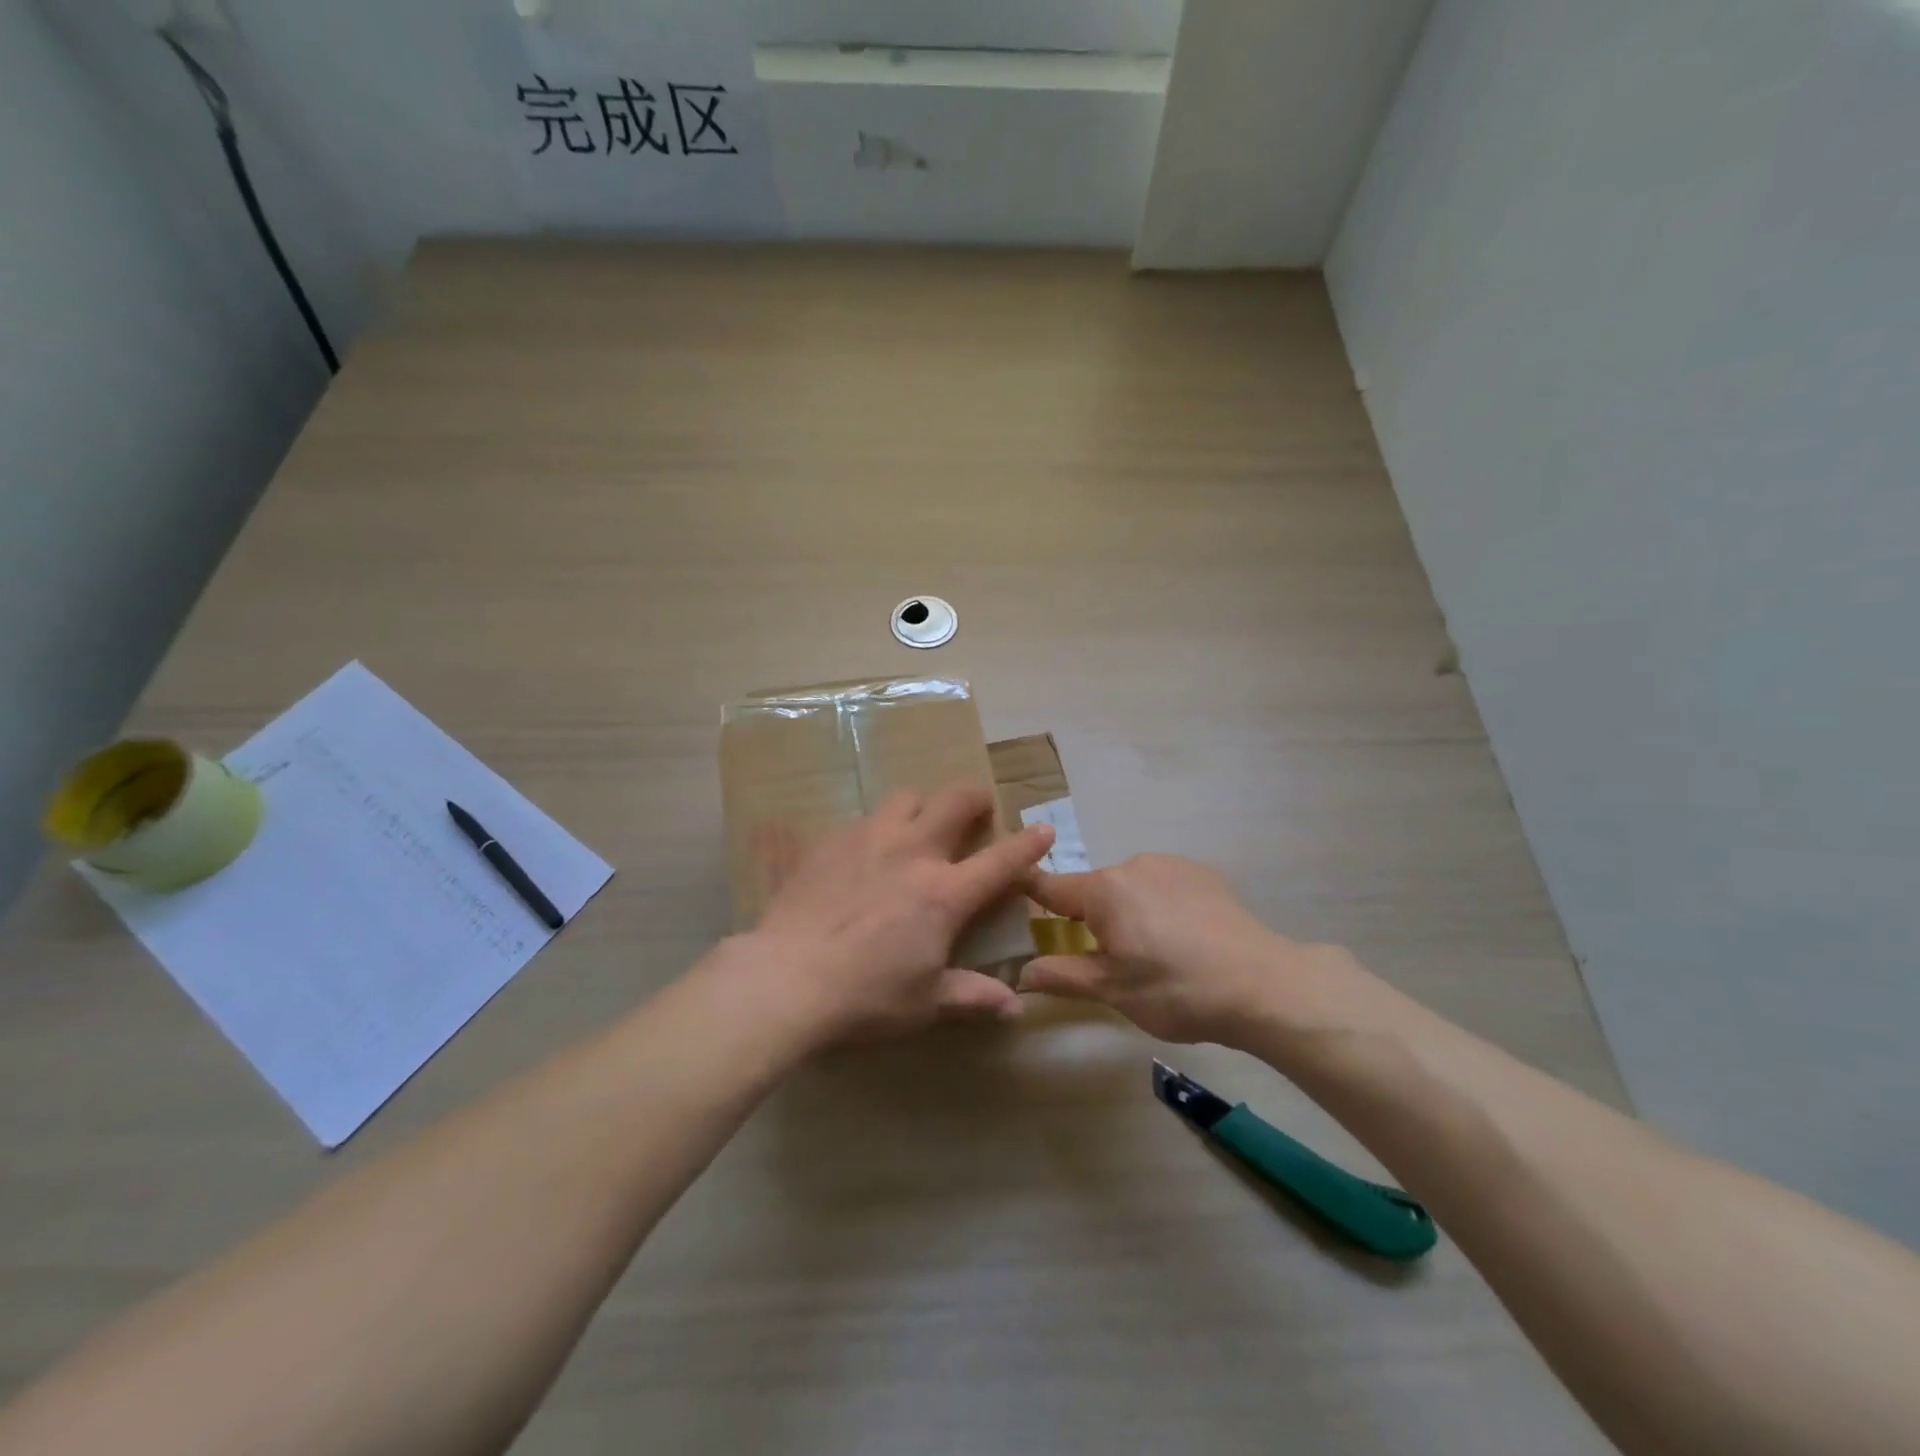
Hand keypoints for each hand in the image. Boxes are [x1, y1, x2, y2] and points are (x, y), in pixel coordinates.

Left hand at [742, 784, 1052, 1044]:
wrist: (787, 978)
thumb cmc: (866, 995)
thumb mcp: (925, 1002)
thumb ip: (972, 996)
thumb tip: (1015, 1007)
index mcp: (945, 893)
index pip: (1001, 860)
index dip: (1028, 843)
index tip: (1042, 829)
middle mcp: (912, 852)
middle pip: (954, 800)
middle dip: (975, 797)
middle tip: (977, 808)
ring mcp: (868, 840)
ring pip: (905, 799)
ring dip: (920, 807)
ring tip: (916, 828)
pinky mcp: (829, 842)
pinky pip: (858, 821)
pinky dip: (871, 831)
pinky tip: (858, 855)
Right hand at [1021, 854, 1324, 1045]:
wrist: (1262, 984)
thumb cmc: (1176, 990)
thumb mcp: (1113, 991)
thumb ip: (1063, 976)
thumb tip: (1021, 973)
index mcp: (1104, 890)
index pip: (1049, 886)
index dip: (1027, 890)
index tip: (1010, 893)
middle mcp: (1132, 865)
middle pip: (1093, 890)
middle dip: (1090, 917)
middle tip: (1107, 958)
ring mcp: (1170, 864)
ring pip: (1130, 887)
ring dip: (1127, 911)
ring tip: (1153, 952)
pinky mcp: (1202, 872)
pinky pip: (1163, 884)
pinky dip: (1160, 905)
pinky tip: (1184, 937)